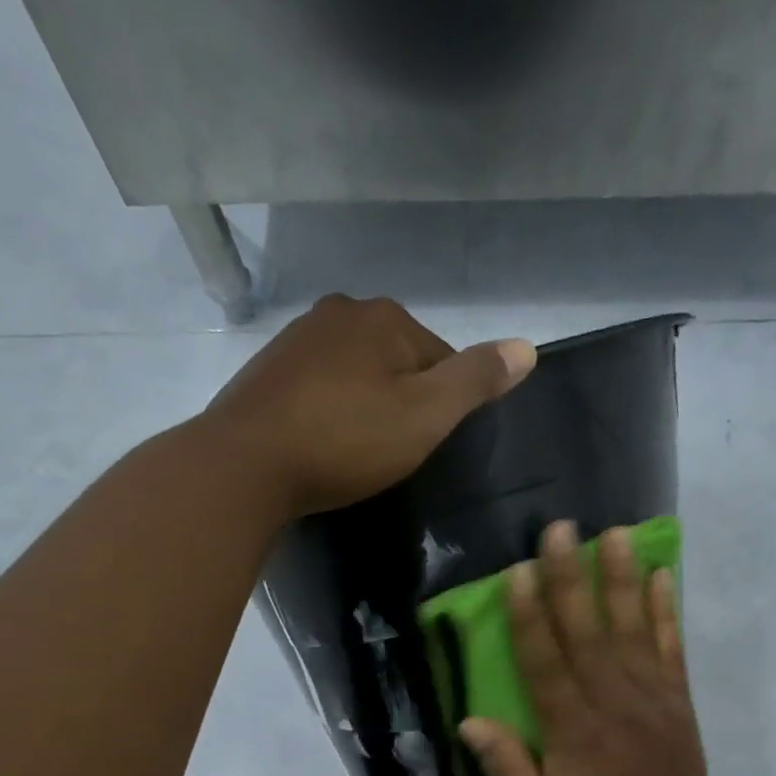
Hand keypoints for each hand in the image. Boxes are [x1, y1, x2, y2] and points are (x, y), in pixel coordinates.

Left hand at [202, 294, 534, 518]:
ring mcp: (298, 338)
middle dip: (403, 401)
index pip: (442, 357)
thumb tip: (528, 347)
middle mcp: (340, 311)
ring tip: (358, 452)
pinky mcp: (268, 369)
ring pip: (356, 372)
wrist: (246, 464)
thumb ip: (476, 381)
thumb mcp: (425, 416)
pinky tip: (324, 442)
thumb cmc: (346, 441)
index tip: (429, 445)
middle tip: (393, 453)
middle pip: (397, 361)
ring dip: (366, 405)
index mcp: (385, 317)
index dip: (445, 405)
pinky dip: (330, 410)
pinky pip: (320, 387)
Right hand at [459, 521, 718, 775]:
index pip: (544, 662)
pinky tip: (663, 576)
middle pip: (587, 632)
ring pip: (633, 630)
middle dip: (571, 578)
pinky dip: (667, 612)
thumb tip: (469, 720)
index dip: (529, 616)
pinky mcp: (678, 703)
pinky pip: (672, 649)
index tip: (518, 572)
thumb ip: (505, 768)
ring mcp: (651, 699)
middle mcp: (611, 703)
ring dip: (622, 579)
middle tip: (561, 529)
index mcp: (572, 730)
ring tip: (616, 533)